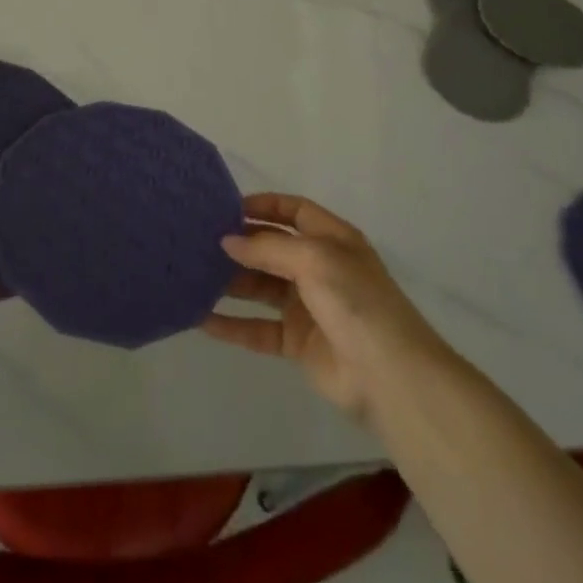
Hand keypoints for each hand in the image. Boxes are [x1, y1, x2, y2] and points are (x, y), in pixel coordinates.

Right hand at [203, 193, 441, 422]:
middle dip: (238, 244)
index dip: (263, 205)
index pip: (293, 211)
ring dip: (229, 282)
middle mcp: (319, 268)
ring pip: (259, 287)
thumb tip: (227, 241)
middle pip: (271, 249)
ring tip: (191, 274)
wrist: (391, 377)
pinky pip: (257, 328)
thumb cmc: (356, 302)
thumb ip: (267, 248)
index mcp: (332, 240)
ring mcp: (307, 306)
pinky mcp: (296, 342)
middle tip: (197, 240)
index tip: (224, 208)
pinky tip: (200, 319)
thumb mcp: (314, 259)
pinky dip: (231, 324)